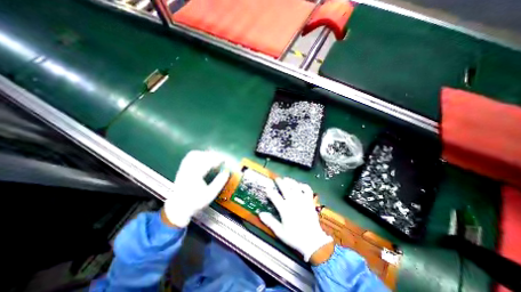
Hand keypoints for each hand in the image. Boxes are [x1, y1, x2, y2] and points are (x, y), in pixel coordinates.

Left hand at [162, 151, 228, 228]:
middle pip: (200, 156)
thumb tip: (226, 172)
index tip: (224, 160)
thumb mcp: (210, 195)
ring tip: (212, 157)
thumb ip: (219, 183)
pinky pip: (189, 157)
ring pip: (194, 155)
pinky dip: (198, 155)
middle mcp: (187, 170)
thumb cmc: (195, 202)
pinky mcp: (181, 169)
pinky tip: (203, 158)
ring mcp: (183, 169)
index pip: (207, 162)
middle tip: (220, 158)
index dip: (217, 159)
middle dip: (212, 155)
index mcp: (195, 176)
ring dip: (205, 154)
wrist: (178, 208)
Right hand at [259, 177, 332, 263]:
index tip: (267, 188)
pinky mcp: (309, 201)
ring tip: (286, 179)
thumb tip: (260, 214)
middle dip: (280, 182)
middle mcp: (293, 202)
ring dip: (290, 181)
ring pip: (295, 186)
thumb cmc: (295, 237)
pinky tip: (300, 185)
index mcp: (285, 209)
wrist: (313, 241)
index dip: (270, 191)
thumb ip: (270, 222)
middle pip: (285, 188)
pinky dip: (303, 186)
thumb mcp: (280, 232)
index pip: (275, 197)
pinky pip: (307, 190)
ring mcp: (302, 200)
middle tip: (277, 179)